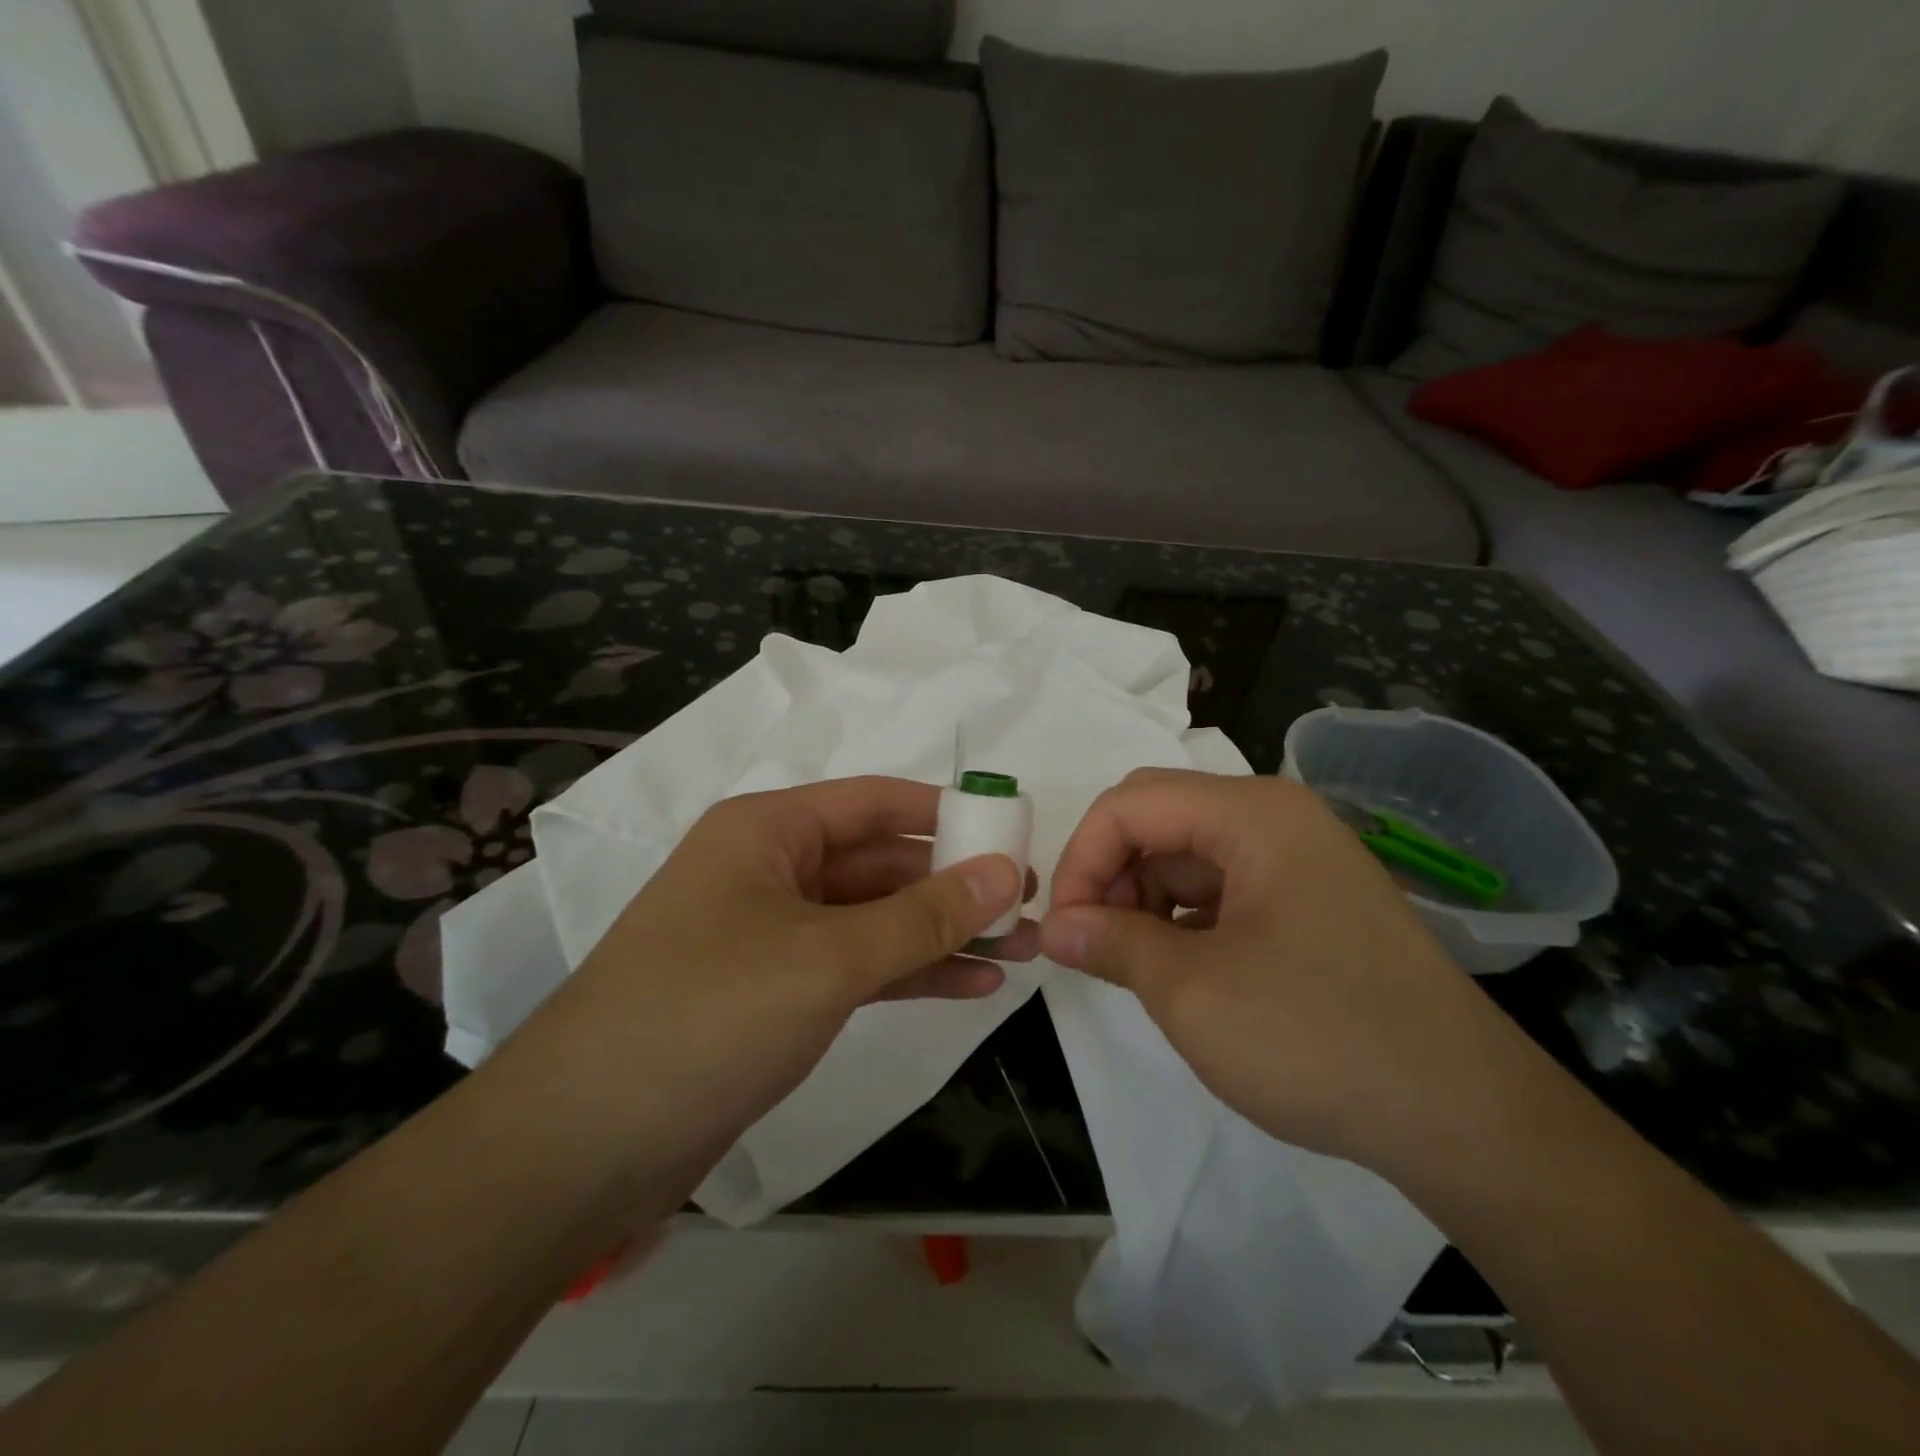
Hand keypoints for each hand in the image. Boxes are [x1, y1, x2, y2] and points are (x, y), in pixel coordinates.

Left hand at [500, 776, 1037, 1195]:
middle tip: (1028, 906)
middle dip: (954, 885)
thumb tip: (1005, 873)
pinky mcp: (774, 993)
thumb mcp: (829, 957)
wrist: (585, 1144)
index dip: (947, 813)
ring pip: (873, 918)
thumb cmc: (709, 1014)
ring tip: (1021, 950)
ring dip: (942, 933)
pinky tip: (972, 984)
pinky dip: (910, 972)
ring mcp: (771, 935)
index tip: (1012, 833)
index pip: (875, 802)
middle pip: (879, 862)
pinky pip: (856, 966)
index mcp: (768, 831)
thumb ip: (923, 915)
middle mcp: (769, 870)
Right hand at [1039, 769, 1524, 1172]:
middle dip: (1110, 875)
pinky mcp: (1312, 901)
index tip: (1062, 928)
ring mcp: (1300, 859)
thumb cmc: (1317, 1038)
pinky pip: (1224, 887)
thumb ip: (1111, 943)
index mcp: (1251, 814)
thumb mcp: (1192, 992)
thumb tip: (1054, 927)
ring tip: (1133, 965)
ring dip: (1144, 900)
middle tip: (1090, 945)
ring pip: (1188, 855)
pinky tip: (1181, 970)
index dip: (1080, 859)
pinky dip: (1184, 919)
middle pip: (1159, 819)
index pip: (1129, 804)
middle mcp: (1277, 818)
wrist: (1467, 1119)